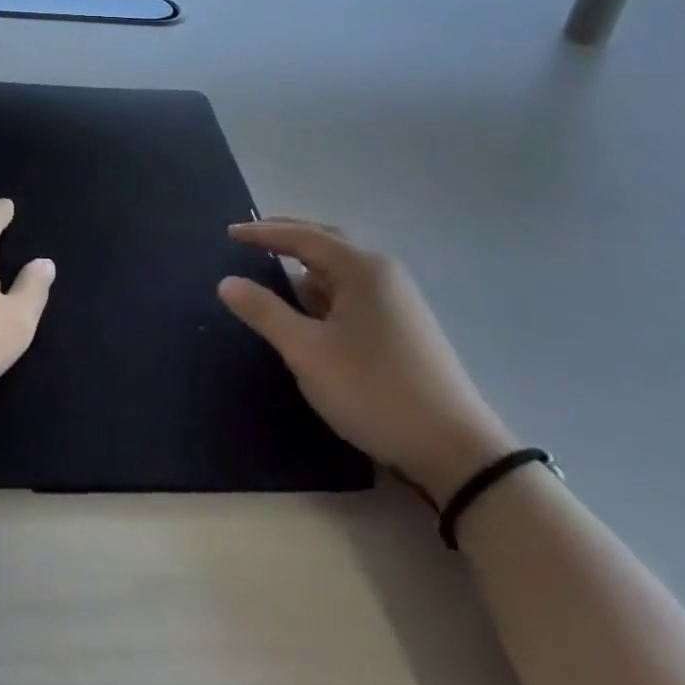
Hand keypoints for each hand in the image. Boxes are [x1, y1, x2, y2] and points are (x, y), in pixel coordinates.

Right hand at [220, 219, 515, 504]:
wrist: (456, 451)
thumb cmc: (374, 391)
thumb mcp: (307, 352)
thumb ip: (264, 312)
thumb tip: (227, 282)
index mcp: (361, 268)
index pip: (301, 236)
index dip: (262, 233)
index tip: (229, 233)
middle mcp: (383, 272)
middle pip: (325, 242)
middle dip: (286, 240)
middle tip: (249, 242)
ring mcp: (398, 299)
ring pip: (340, 271)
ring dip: (306, 271)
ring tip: (274, 282)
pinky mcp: (404, 325)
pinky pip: (353, 292)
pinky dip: (325, 294)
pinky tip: (311, 315)